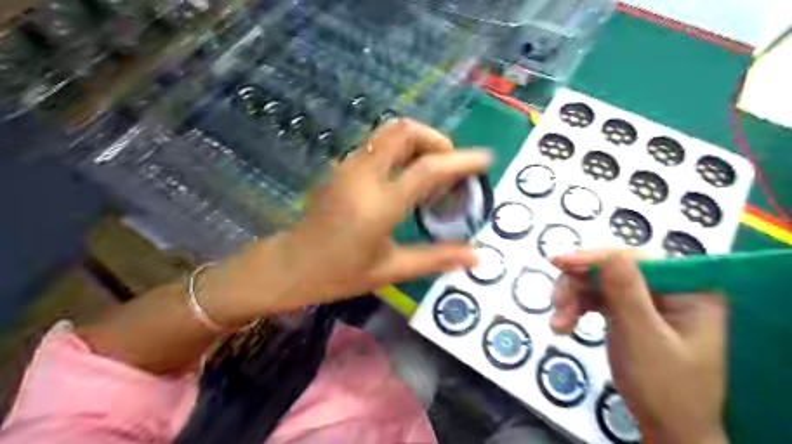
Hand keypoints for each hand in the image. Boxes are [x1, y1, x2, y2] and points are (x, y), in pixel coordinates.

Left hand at [199, 118, 489, 322]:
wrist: (292, 265)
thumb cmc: (340, 274)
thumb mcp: (391, 270)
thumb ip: (436, 258)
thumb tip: (476, 257)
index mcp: (379, 204)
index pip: (428, 168)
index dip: (461, 160)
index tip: (485, 159)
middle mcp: (363, 176)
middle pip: (404, 131)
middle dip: (435, 139)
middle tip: (449, 165)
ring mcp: (348, 167)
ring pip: (389, 132)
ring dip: (417, 142)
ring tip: (431, 172)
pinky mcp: (341, 167)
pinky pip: (377, 145)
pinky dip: (400, 150)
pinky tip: (405, 178)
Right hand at [553, 249, 729, 443]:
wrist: (668, 432)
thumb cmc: (665, 389)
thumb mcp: (643, 338)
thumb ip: (626, 292)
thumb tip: (604, 252)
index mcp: (687, 290)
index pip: (635, 259)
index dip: (595, 258)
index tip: (559, 263)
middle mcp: (668, 289)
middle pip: (611, 270)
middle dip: (579, 285)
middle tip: (555, 303)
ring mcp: (646, 301)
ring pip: (598, 283)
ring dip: (573, 299)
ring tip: (558, 325)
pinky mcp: (628, 313)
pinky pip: (596, 300)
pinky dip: (577, 309)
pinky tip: (563, 326)